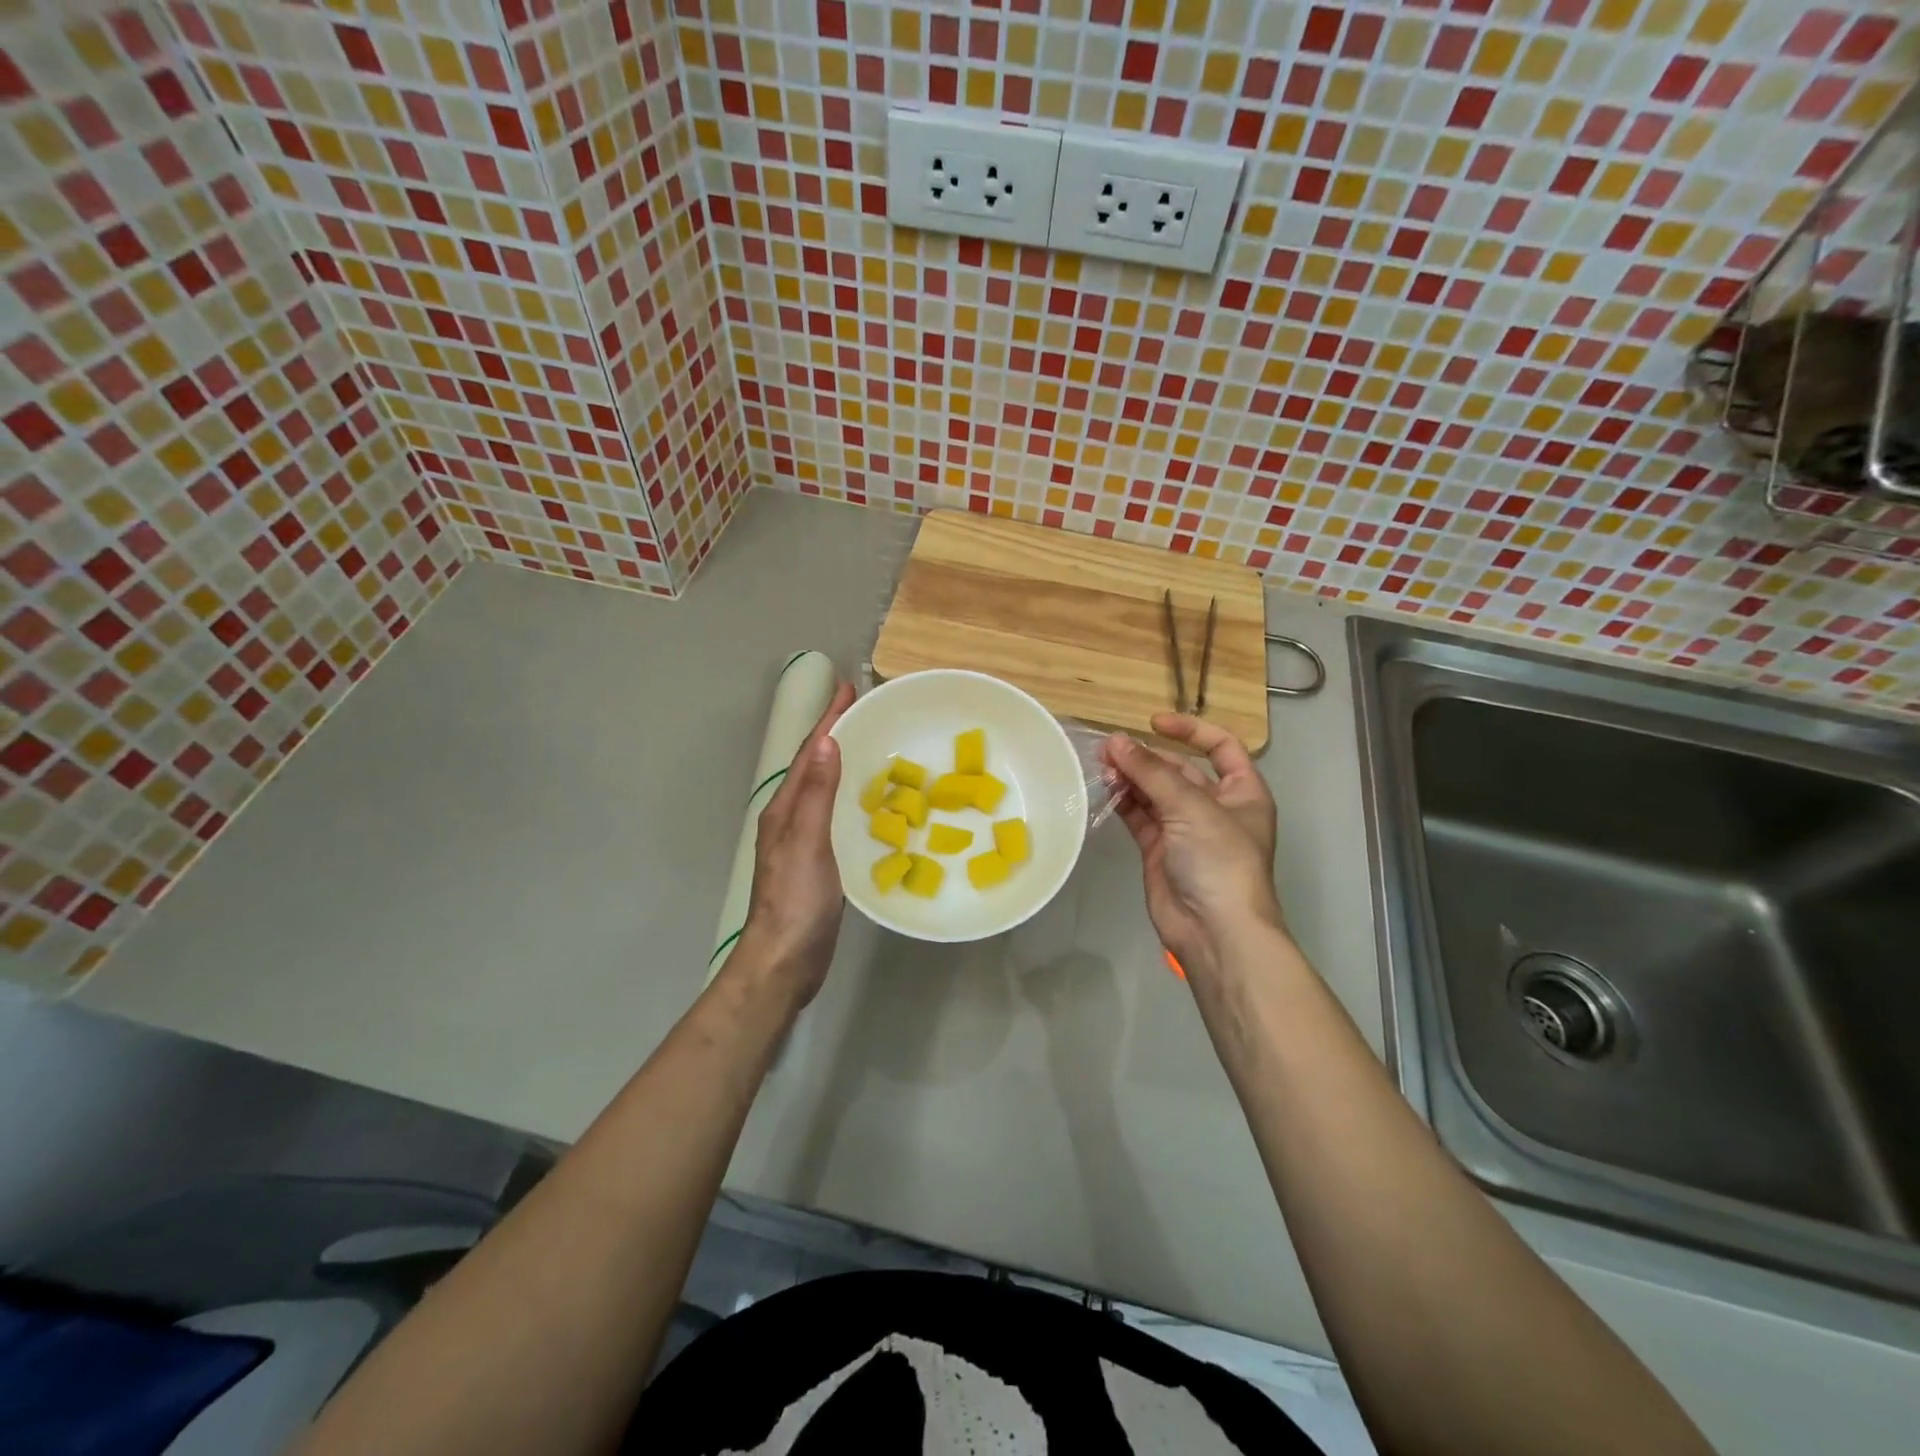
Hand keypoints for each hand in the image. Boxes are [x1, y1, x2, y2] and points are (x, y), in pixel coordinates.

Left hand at [734, 682, 855, 1006]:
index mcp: (785, 809)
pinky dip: (850, 795)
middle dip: (836, 732)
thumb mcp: (807, 845)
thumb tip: (828, 742)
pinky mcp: (818, 861)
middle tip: (864, 708)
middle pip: (815, 764)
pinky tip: (869, 801)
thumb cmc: (795, 903)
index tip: (848, 688)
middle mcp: (790, 818)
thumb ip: (817, 795)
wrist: (783, 962)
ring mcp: (803, 840)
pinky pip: (835, 813)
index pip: (810, 753)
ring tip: (871, 744)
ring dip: (843, 761)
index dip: (828, 719)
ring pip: (825, 788)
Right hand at [1104, 714, 1282, 982]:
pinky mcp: (1159, 850)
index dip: (1190, 730)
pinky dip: (1123, 801)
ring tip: (1101, 766)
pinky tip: (1104, 789)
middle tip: (1110, 749)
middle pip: (1179, 770)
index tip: (1154, 722)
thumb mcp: (1191, 808)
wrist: (1215, 931)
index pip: (1220, 747)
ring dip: (1131, 777)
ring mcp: (1185, 830)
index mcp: (1242, 792)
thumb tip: (1116, 741)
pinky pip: (1139, 816)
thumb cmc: (1220, 860)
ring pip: (1154, 792)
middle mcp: (1215, 807)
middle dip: (1147, 757)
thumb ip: (1151, 772)